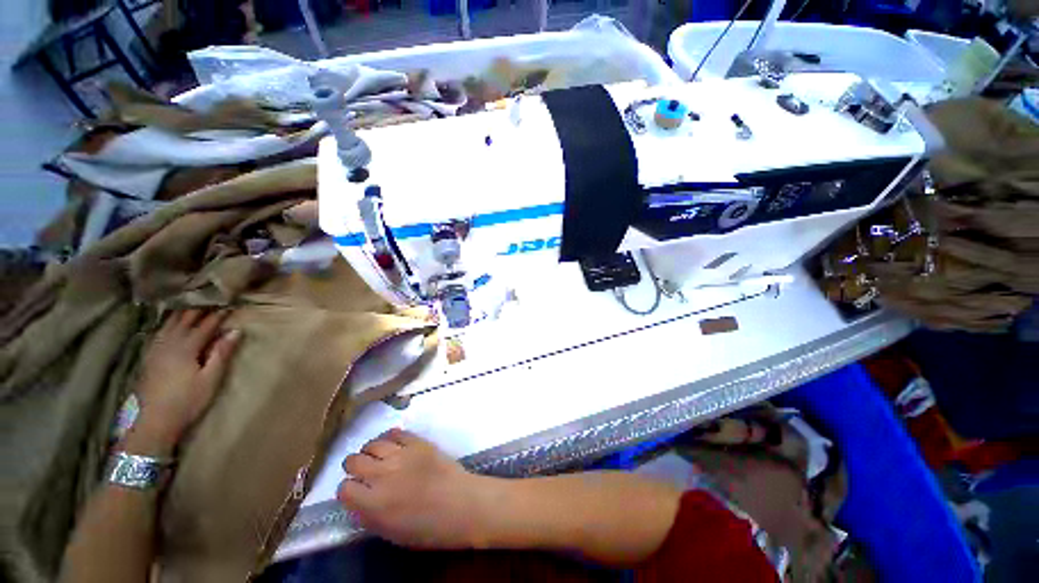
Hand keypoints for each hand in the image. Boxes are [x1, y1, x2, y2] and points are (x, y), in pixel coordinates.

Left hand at [131, 310, 241, 450]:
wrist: (153, 422)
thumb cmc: (187, 401)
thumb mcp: (211, 379)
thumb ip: (221, 353)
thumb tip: (236, 330)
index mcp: (186, 347)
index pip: (205, 325)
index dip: (218, 314)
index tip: (230, 304)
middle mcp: (168, 343)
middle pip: (184, 320)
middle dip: (198, 308)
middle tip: (211, 298)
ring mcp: (155, 349)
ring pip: (168, 323)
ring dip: (181, 312)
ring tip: (191, 304)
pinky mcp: (149, 357)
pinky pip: (159, 332)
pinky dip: (168, 322)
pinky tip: (171, 322)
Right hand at [337, 429, 498, 548]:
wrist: (461, 503)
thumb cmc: (428, 527)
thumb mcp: (391, 533)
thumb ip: (369, 516)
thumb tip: (358, 502)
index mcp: (373, 503)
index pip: (344, 488)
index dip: (348, 490)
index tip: (356, 492)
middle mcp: (382, 474)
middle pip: (353, 460)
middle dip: (354, 467)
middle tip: (365, 472)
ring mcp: (401, 454)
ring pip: (372, 444)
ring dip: (371, 451)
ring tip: (378, 457)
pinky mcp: (418, 441)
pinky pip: (396, 433)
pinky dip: (391, 438)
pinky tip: (395, 445)